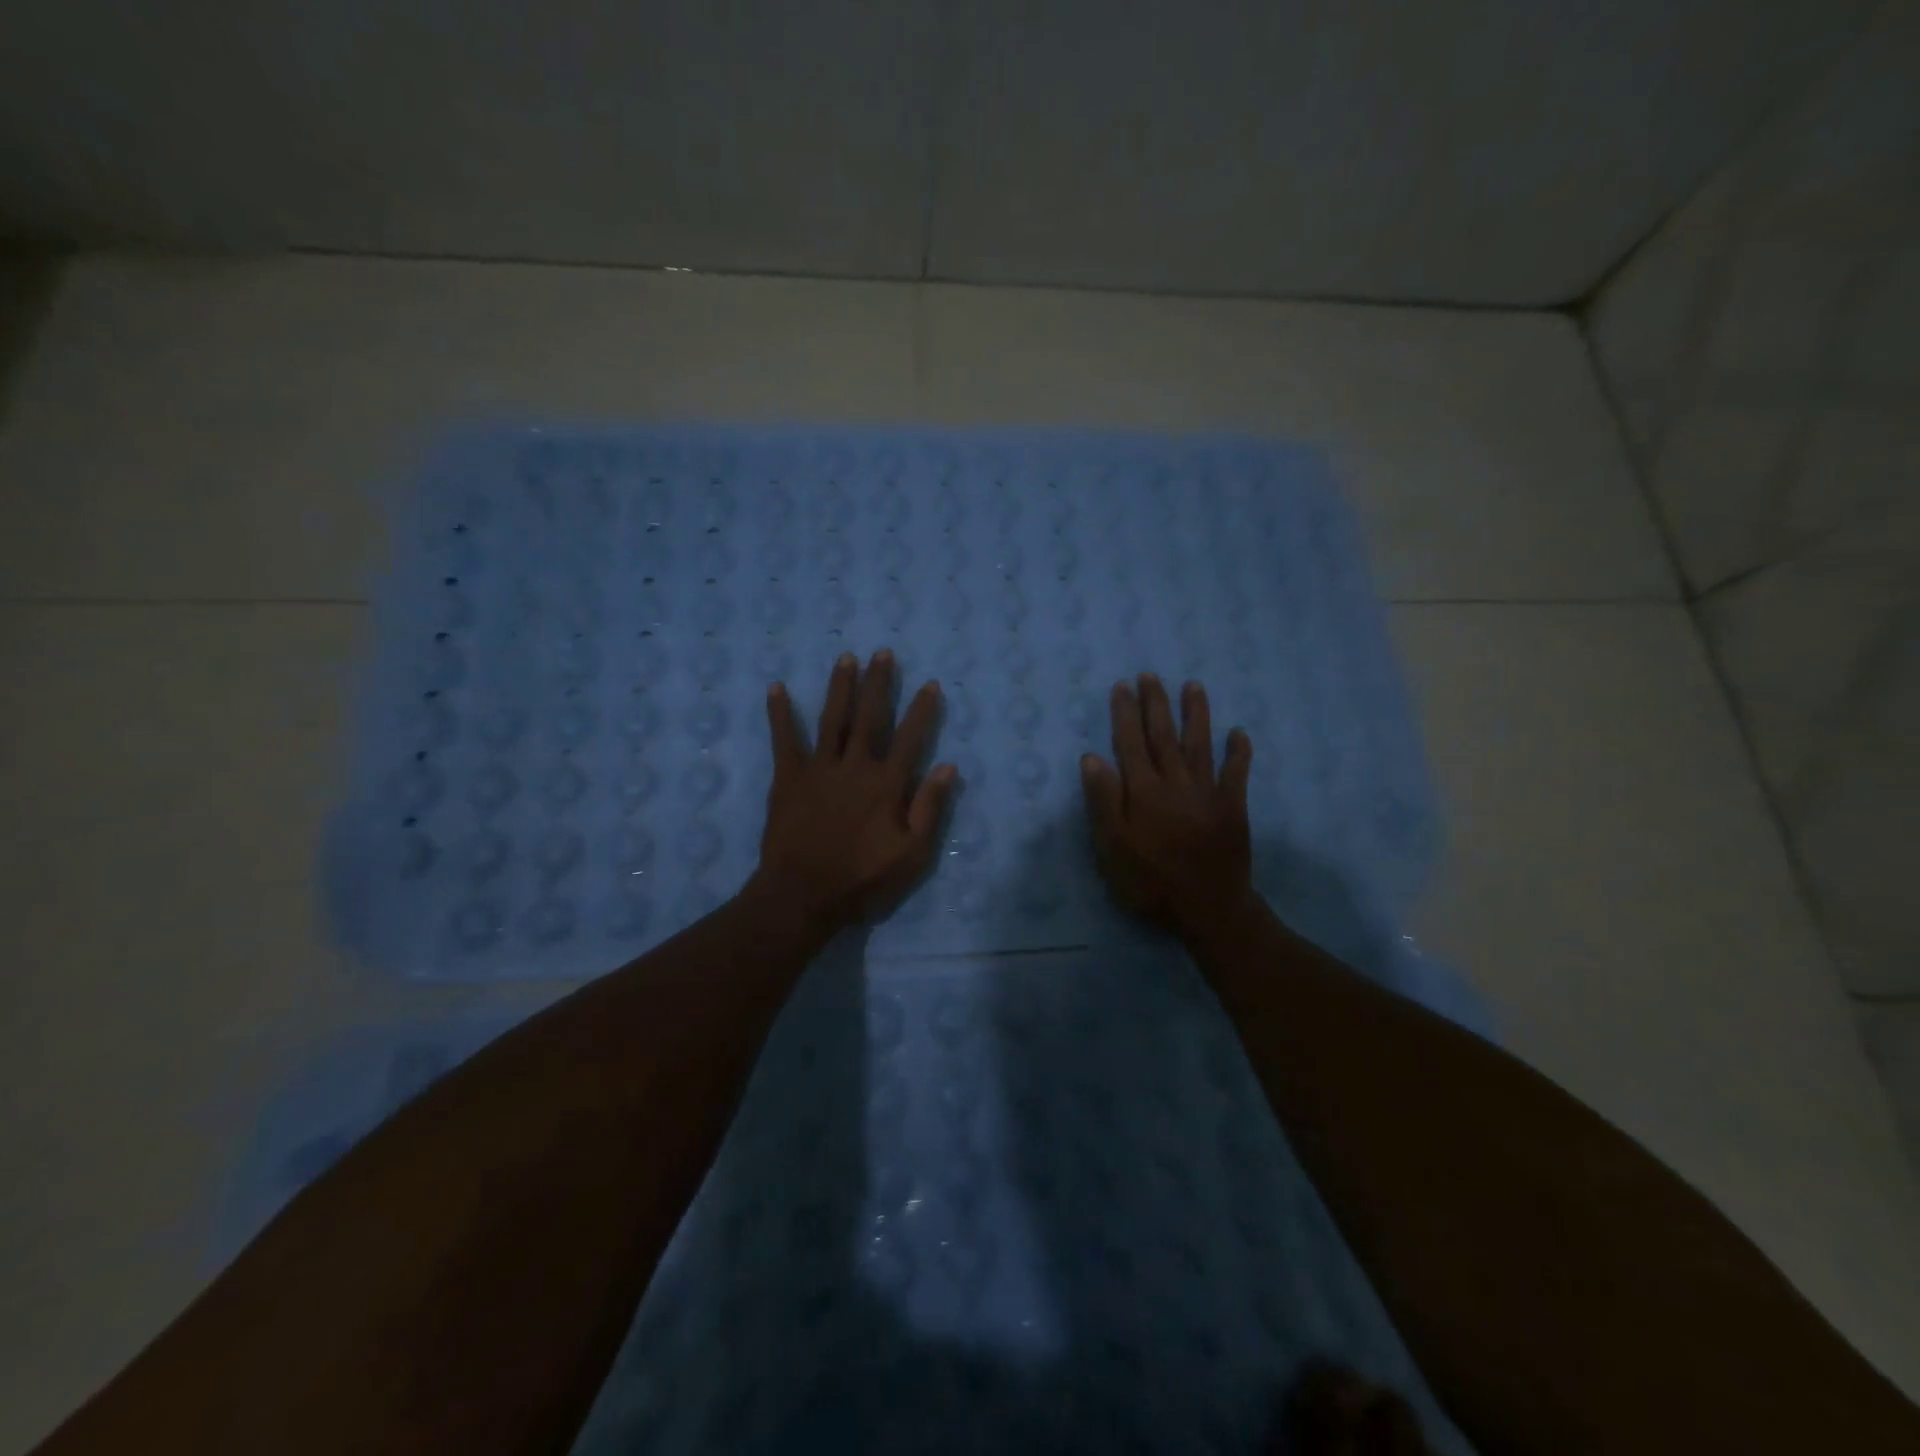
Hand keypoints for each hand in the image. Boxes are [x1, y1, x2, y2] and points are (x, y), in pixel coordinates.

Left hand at [753, 650, 956, 933]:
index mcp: (886, 784)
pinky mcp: (788, 778)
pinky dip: (781, 714)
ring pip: (833, 719)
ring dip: (840, 687)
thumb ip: (930, 809)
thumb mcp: (912, 854)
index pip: (909, 738)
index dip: (922, 710)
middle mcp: (855, 766)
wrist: (804, 895)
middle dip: (879, 683)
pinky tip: (777, 688)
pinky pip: (784, 740)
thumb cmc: (863, 879)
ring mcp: (819, 769)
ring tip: (846, 658)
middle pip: (870, 717)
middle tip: (883, 653)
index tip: (930, 684)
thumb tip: (948, 767)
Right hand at [1081, 674, 1254, 938]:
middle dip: (1156, 704)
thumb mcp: (1113, 848)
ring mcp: (1208, 792)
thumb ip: (1104, 801)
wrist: (1209, 909)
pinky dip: (1238, 752)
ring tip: (1192, 686)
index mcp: (1144, 791)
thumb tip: (1092, 757)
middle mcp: (1175, 782)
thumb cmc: (1151, 882)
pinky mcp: (1233, 807)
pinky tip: (1239, 732)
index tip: (1122, 687)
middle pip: (1164, 735)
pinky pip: (1236, 773)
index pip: (1131, 743)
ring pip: (1200, 744)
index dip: (1126, 714)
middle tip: (1151, 676)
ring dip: (1196, 713)